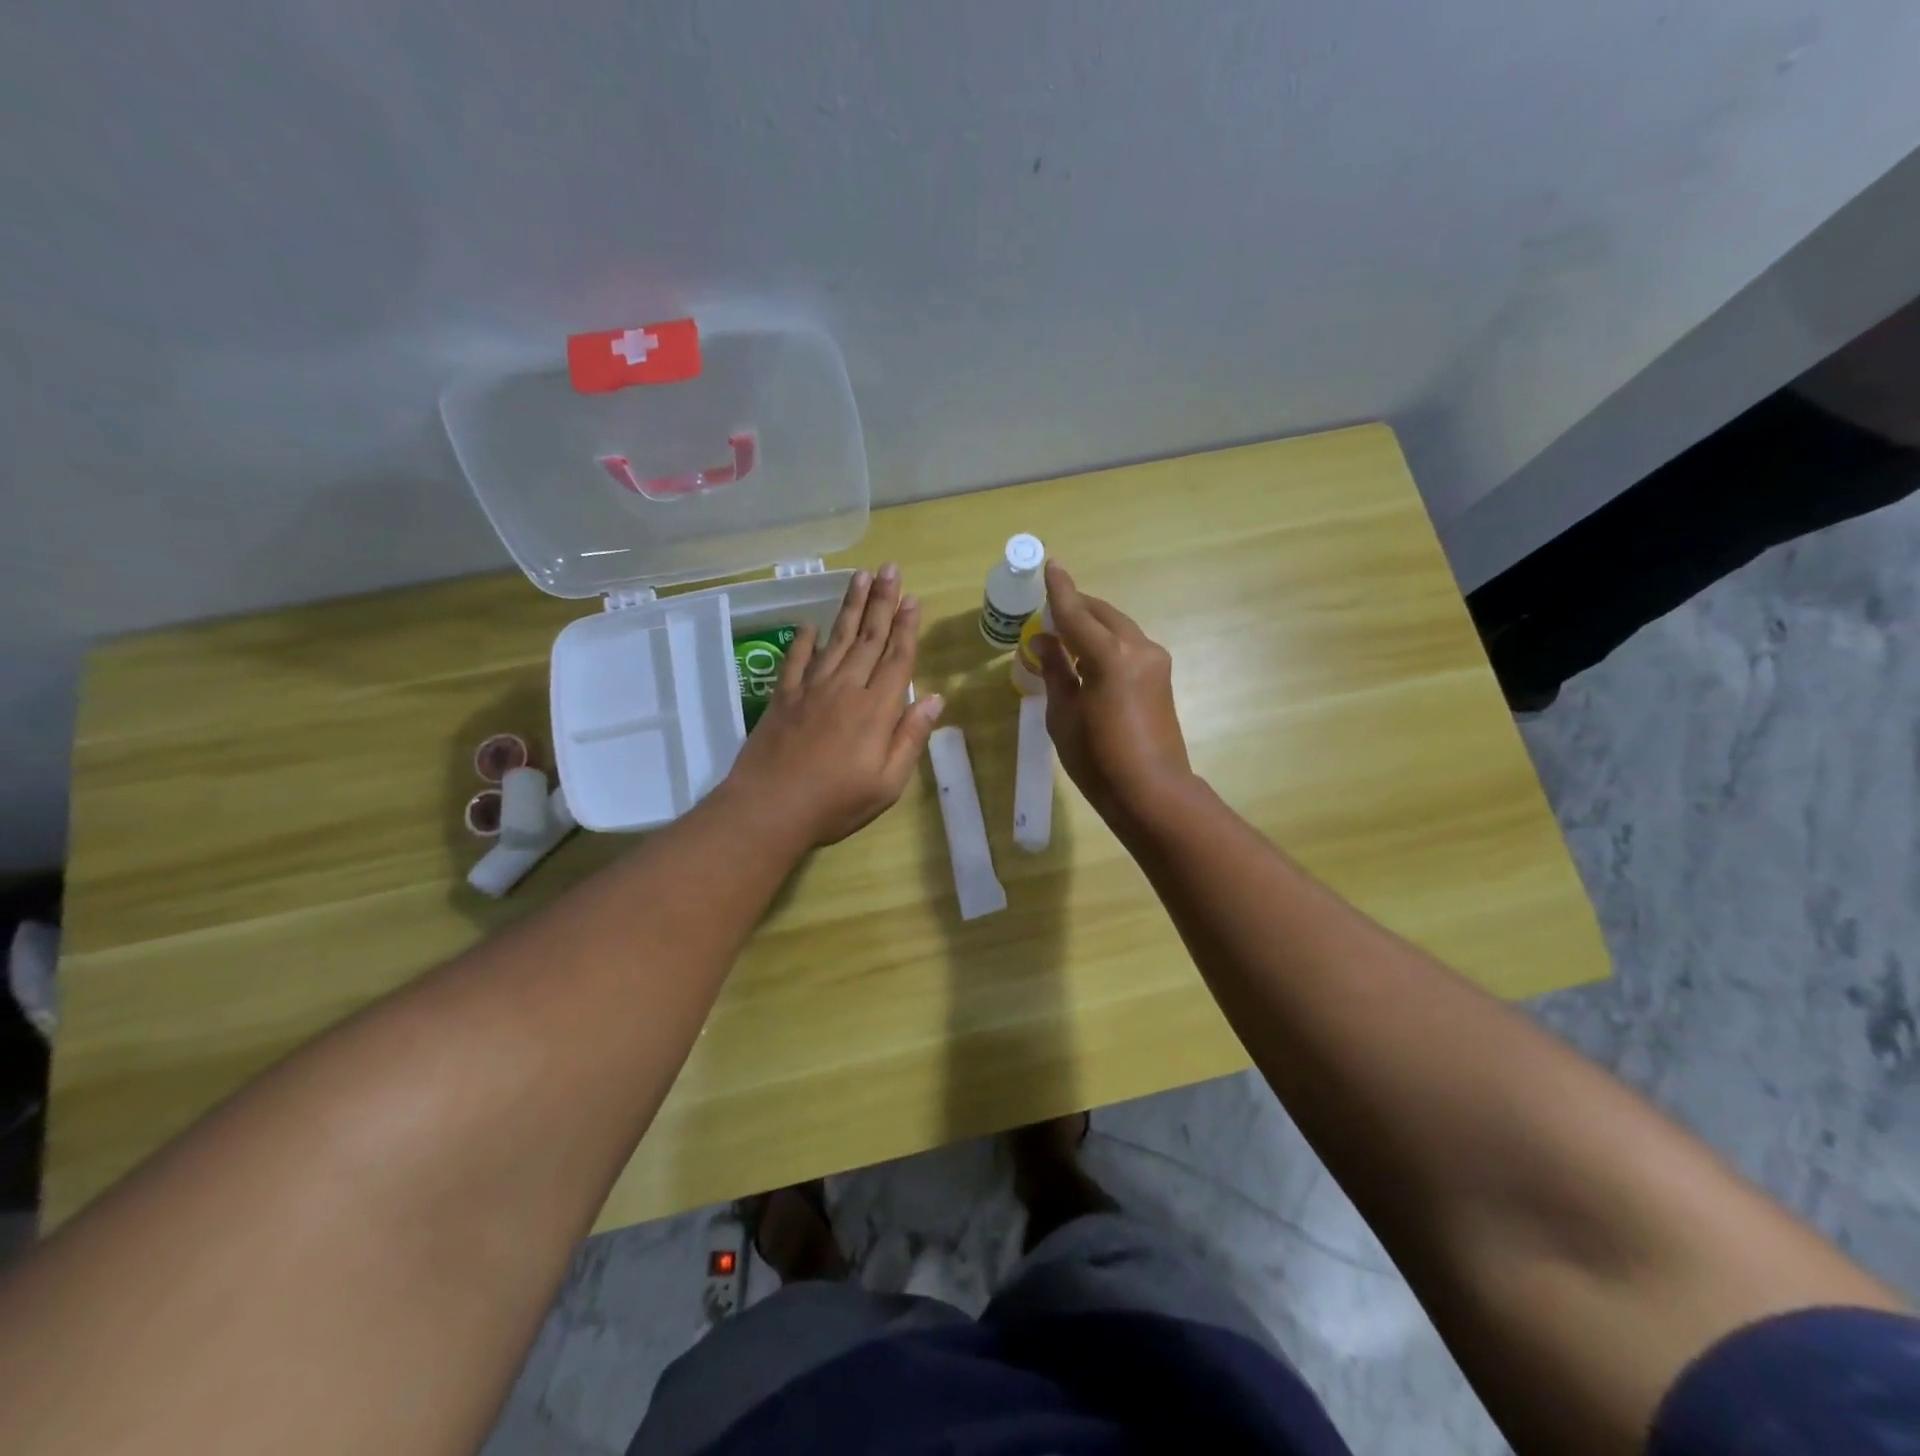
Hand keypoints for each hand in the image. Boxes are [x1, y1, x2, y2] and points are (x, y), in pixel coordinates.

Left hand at [719, 564, 944, 846]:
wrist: (770, 809)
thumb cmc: (836, 803)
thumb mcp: (888, 783)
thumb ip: (910, 737)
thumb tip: (934, 698)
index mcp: (876, 710)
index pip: (896, 659)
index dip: (906, 628)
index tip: (912, 599)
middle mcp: (845, 689)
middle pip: (868, 638)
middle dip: (881, 602)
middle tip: (889, 569)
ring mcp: (811, 690)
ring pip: (835, 640)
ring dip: (849, 608)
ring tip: (859, 578)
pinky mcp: (783, 698)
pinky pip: (796, 661)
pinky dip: (804, 641)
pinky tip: (810, 625)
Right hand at [1033, 561, 1193, 824]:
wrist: (1152, 792)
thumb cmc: (1098, 760)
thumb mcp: (1063, 715)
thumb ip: (1054, 670)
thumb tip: (1042, 640)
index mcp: (1108, 656)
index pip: (1075, 613)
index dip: (1059, 590)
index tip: (1051, 564)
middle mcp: (1137, 648)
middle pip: (1102, 614)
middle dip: (1076, 606)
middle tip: (1049, 608)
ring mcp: (1155, 660)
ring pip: (1118, 627)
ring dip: (1092, 624)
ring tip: (1065, 632)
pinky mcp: (1161, 676)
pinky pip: (1128, 645)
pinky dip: (1106, 641)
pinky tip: (1089, 655)